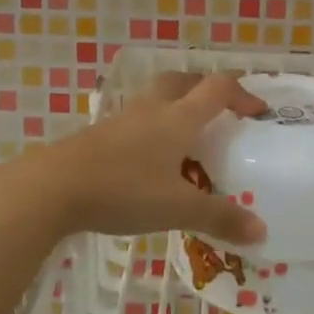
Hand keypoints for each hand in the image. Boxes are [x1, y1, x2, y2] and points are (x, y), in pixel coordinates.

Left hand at [30, 72, 268, 244]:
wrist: (52, 187)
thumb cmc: (124, 189)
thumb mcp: (178, 208)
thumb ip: (220, 217)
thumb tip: (261, 232)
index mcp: (178, 118)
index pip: (218, 89)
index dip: (242, 95)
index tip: (258, 112)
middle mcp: (152, 109)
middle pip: (183, 81)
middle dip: (205, 89)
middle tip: (220, 111)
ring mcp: (121, 120)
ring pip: (155, 98)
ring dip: (175, 106)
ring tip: (185, 137)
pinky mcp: (98, 135)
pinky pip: (134, 121)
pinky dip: (150, 129)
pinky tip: (148, 159)